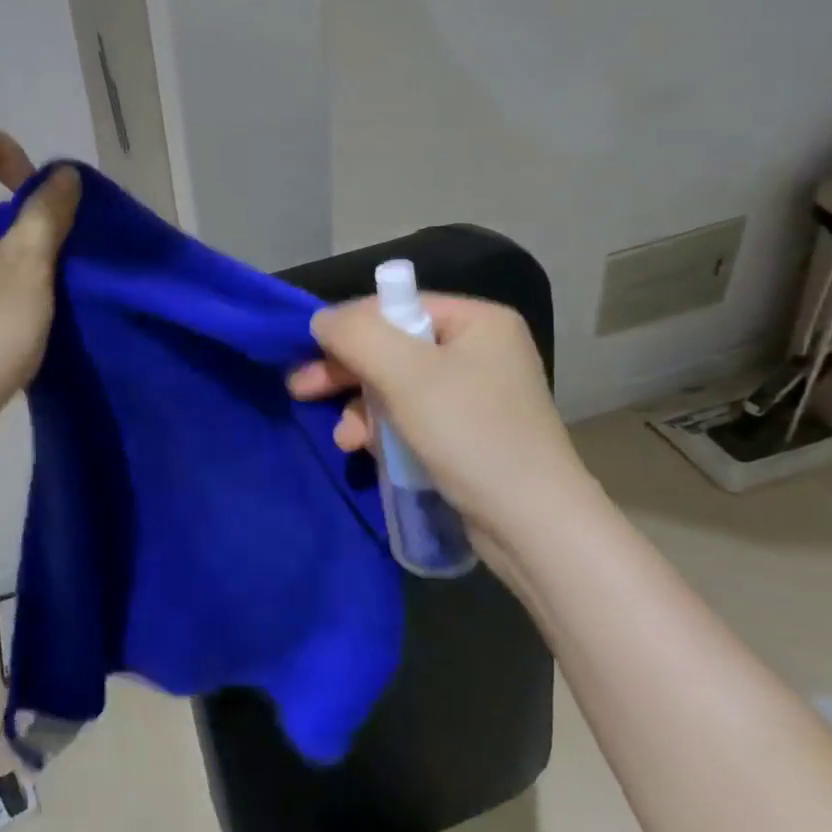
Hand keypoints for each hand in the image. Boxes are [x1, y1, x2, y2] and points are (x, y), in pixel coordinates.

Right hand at [287, 296, 595, 570]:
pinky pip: (410, 418)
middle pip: (393, 348)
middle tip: (300, 388)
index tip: (308, 353)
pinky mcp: (466, 435)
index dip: (350, 328)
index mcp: (478, 321)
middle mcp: (479, 350)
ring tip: (343, 438)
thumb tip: (321, 318)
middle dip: (346, 372)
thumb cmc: (470, 434)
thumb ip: (356, 335)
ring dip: (360, 408)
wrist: (532, 524)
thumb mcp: (405, 374)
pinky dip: (382, 431)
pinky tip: (362, 449)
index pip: (397, 306)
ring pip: (395, 387)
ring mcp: (474, 395)